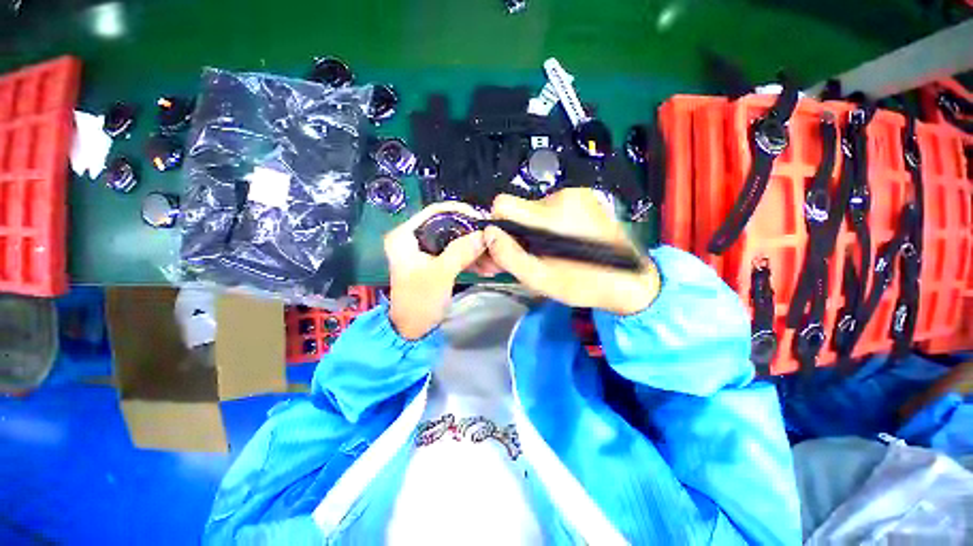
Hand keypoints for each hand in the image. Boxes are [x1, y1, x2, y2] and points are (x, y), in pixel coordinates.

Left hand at [385, 202, 490, 339]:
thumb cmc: (419, 301)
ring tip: (495, 260)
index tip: (482, 219)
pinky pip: (455, 254)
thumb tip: (485, 233)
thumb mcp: (441, 274)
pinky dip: (470, 260)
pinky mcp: (435, 263)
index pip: (434, 211)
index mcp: (405, 235)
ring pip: (454, 242)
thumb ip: (462, 251)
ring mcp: (425, 251)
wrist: (412, 330)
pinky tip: (487, 268)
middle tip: (492, 240)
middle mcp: (414, 238)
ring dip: (474, 250)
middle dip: (472, 235)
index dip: (460, 211)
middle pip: (448, 226)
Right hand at [485, 188, 659, 314]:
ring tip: (548, 253)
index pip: (503, 204)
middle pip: (520, 209)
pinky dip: (548, 226)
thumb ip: (509, 256)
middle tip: (529, 256)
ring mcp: (577, 195)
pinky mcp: (585, 199)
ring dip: (534, 231)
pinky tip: (560, 244)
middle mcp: (564, 195)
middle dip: (518, 232)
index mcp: (551, 214)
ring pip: (535, 210)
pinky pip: (552, 209)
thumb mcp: (540, 279)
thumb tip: (488, 233)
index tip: (508, 246)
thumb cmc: (584, 284)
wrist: (631, 280)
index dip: (498, 226)